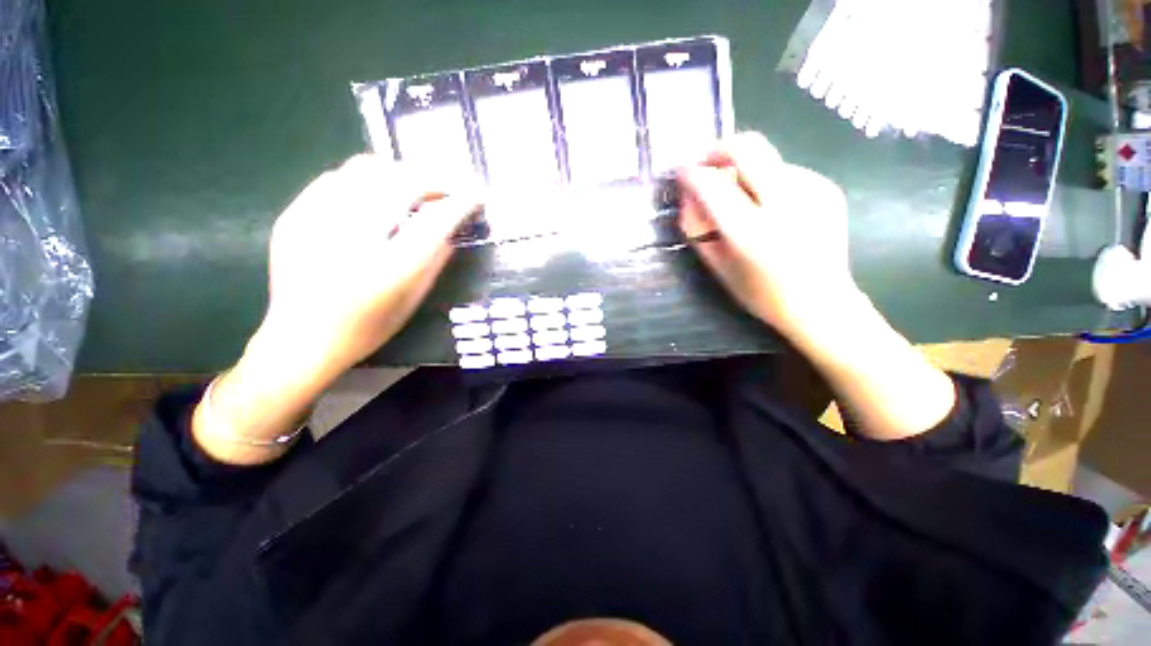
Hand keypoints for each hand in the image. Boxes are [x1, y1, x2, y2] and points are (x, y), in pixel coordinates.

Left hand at [258, 154, 478, 377]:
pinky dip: (364, 180)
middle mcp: (354, 238)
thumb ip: (435, 261)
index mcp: (390, 269)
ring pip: (366, 169)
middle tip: (447, 189)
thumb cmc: (367, 328)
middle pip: (402, 184)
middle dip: (434, 180)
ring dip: (399, 173)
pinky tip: (373, 197)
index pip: (436, 221)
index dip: (461, 202)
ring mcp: (317, 222)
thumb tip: (452, 228)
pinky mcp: (294, 215)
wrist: (301, 339)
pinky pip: (335, 177)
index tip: (476, 196)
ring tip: (412, 188)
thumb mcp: (413, 299)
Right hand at [677, 132, 857, 337]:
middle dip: (718, 149)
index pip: (713, 186)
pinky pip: (785, 171)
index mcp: (751, 232)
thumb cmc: (762, 294)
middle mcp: (784, 203)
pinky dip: (767, 182)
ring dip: (744, 171)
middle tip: (705, 163)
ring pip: (766, 158)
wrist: (821, 303)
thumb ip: (698, 230)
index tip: (681, 172)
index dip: (692, 173)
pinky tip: (769, 207)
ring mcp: (812, 191)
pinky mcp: (826, 188)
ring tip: (741, 199)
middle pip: (748, 147)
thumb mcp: (719, 267)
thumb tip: (687, 197)